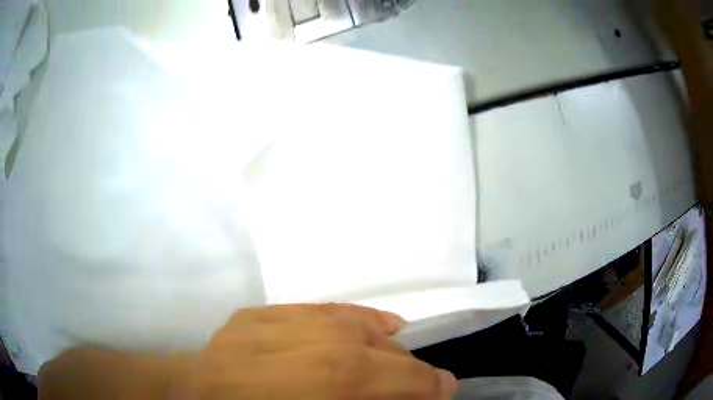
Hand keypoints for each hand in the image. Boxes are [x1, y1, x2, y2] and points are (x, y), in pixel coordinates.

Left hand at [172, 304, 456, 398]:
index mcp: (307, 387)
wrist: (189, 398)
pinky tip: (377, 324)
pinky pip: (318, 309)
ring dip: (385, 343)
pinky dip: (354, 317)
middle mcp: (289, 351)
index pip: (381, 379)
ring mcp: (267, 325)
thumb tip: (409, 399)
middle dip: (408, 369)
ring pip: (347, 327)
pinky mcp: (254, 315)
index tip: (445, 390)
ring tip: (405, 353)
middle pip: (369, 354)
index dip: (421, 386)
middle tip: (428, 381)